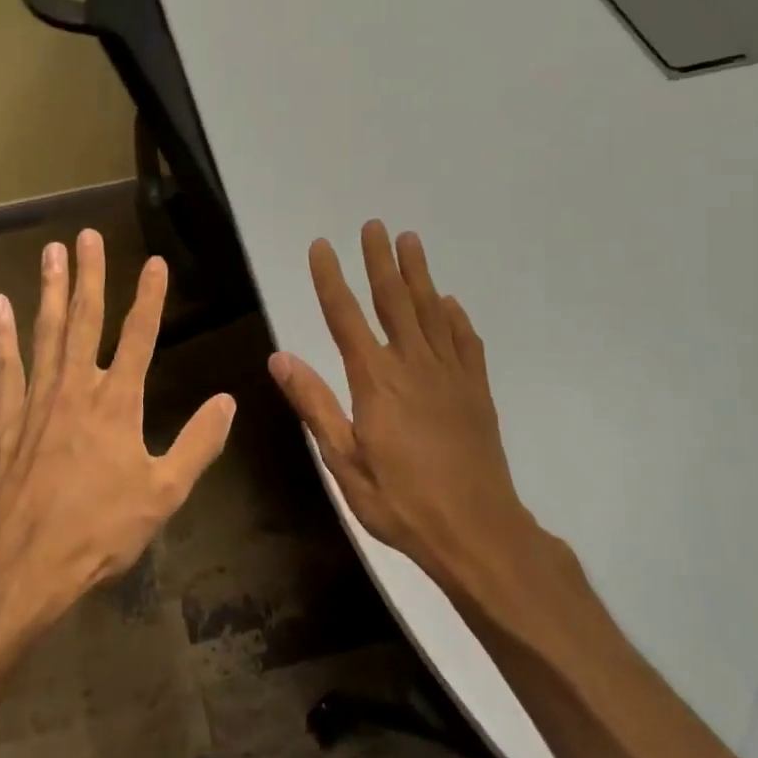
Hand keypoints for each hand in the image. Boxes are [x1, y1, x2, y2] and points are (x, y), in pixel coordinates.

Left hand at [0, 228, 235, 619]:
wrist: (25, 564)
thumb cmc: (100, 530)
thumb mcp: (164, 494)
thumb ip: (197, 444)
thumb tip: (227, 402)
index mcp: (118, 403)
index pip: (139, 337)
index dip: (149, 298)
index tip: (154, 262)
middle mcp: (76, 389)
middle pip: (86, 321)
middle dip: (90, 276)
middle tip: (86, 235)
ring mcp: (38, 401)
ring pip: (46, 333)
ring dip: (50, 291)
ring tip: (50, 252)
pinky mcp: (7, 420)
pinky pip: (5, 368)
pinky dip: (1, 336)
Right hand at [268, 221, 558, 593]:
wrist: (477, 532)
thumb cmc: (401, 501)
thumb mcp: (344, 462)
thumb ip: (314, 404)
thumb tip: (280, 357)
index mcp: (375, 381)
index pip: (345, 317)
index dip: (330, 279)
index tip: (321, 246)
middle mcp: (413, 366)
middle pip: (393, 301)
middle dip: (380, 261)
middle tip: (374, 225)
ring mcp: (450, 375)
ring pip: (431, 312)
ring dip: (419, 274)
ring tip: (411, 241)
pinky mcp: (476, 391)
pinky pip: (465, 342)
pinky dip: (456, 317)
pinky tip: (450, 303)